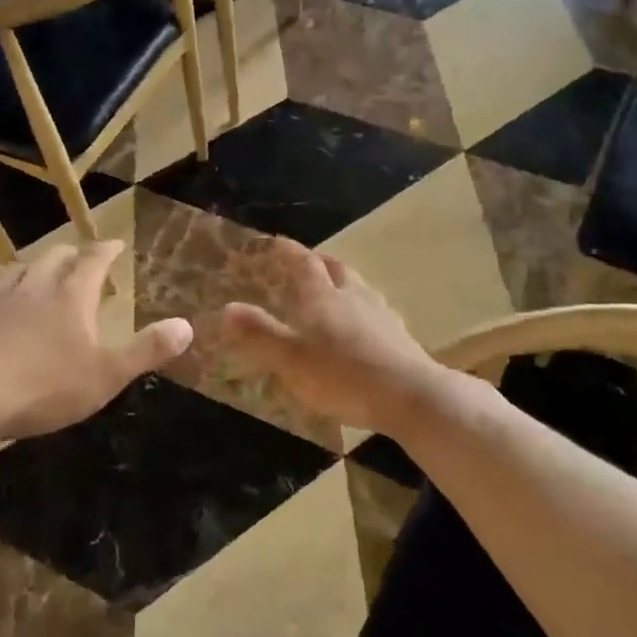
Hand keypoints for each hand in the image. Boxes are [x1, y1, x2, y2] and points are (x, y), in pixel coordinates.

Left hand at [0, 241, 191, 443]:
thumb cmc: (45, 387)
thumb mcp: (106, 375)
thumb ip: (147, 350)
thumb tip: (187, 326)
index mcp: (70, 296)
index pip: (92, 260)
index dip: (106, 250)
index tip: (115, 243)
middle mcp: (34, 288)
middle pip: (53, 257)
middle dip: (70, 253)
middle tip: (79, 258)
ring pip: (17, 270)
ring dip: (34, 266)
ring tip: (39, 272)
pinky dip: (1, 292)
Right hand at [220, 238, 455, 433]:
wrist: (409, 395)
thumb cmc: (343, 376)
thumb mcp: (291, 360)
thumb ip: (260, 335)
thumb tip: (227, 308)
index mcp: (323, 298)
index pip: (304, 264)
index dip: (290, 251)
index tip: (279, 241)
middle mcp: (353, 296)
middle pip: (336, 268)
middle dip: (319, 261)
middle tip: (308, 261)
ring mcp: (380, 313)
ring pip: (359, 286)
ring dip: (344, 281)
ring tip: (335, 288)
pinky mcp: (399, 334)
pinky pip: (375, 309)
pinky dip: (362, 307)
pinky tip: (363, 323)